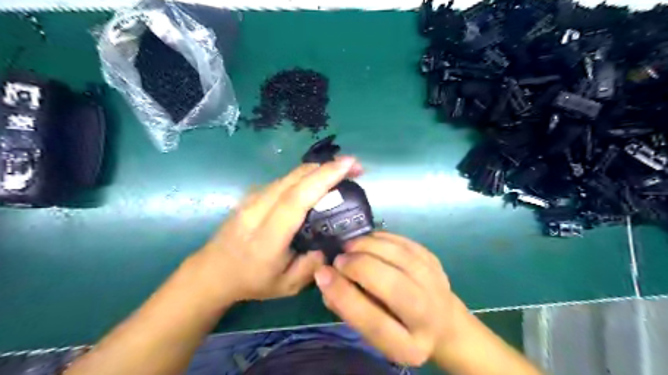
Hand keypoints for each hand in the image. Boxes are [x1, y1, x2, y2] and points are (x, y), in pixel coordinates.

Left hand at [198, 157, 362, 303]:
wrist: (212, 271)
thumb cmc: (251, 281)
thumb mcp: (288, 286)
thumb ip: (313, 265)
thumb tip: (331, 242)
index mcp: (267, 236)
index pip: (297, 199)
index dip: (324, 177)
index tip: (349, 164)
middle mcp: (257, 210)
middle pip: (295, 178)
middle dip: (328, 167)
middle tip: (354, 166)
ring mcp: (252, 199)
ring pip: (289, 175)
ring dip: (318, 169)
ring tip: (341, 171)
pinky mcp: (252, 194)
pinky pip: (284, 180)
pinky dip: (306, 175)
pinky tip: (319, 181)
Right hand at [315, 232, 465, 366]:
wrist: (440, 321)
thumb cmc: (397, 328)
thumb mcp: (372, 332)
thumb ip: (347, 309)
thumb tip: (325, 277)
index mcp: (407, 346)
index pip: (373, 322)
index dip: (344, 295)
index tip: (323, 273)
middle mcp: (427, 316)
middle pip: (393, 285)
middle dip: (359, 266)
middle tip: (338, 259)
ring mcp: (435, 283)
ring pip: (400, 256)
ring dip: (368, 246)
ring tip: (348, 246)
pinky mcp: (433, 261)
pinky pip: (404, 242)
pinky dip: (380, 237)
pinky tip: (366, 240)